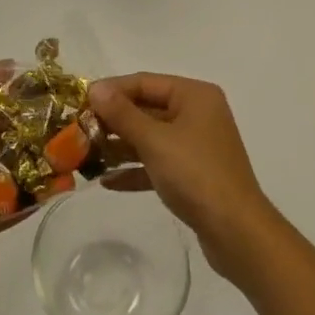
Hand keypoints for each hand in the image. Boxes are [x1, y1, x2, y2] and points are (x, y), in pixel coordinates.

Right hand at [88, 73, 281, 285]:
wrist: (236, 232)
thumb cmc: (196, 174)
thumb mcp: (154, 141)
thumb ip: (123, 114)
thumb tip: (96, 88)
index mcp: (194, 95)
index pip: (145, 82)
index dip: (111, 91)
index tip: (79, 103)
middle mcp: (197, 114)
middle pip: (146, 109)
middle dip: (113, 121)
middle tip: (78, 132)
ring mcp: (196, 145)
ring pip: (150, 137)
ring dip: (119, 147)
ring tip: (85, 157)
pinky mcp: (193, 174)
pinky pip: (157, 163)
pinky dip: (135, 170)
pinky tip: (107, 182)